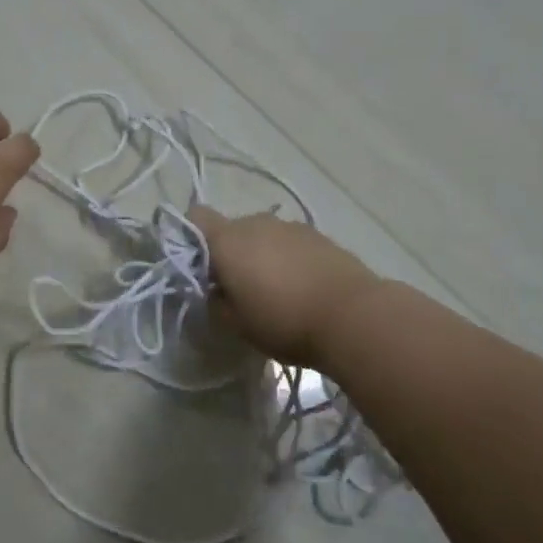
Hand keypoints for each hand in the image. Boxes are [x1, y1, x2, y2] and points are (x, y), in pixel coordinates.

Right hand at [188, 207, 381, 368]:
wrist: (352, 316)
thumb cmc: (283, 321)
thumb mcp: (236, 324)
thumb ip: (216, 302)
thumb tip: (215, 290)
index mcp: (228, 240)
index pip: (195, 218)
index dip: (190, 237)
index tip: (199, 267)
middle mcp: (257, 223)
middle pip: (231, 229)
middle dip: (230, 253)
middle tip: (237, 289)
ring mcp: (291, 226)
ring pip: (263, 235)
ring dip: (261, 255)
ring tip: (275, 291)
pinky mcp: (319, 235)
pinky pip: (290, 243)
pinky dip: (288, 258)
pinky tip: (301, 287)